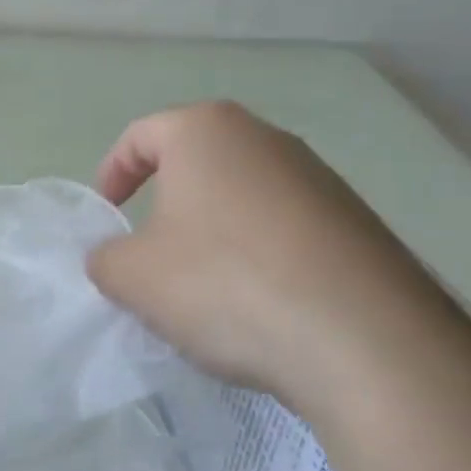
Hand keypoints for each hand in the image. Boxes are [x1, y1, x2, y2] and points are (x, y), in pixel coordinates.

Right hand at [88, 101, 469, 410]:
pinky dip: (261, 254)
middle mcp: (265, 138)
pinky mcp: (357, 221)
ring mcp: (319, 177)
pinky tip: (263, 304)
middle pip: (196, 161)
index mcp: (206, 130)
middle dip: (166, 203)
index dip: (113, 173)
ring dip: (215, 231)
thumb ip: (105, 258)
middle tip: (152, 254)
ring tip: (208, 288)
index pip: (141, 135)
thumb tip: (115, 258)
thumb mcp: (134, 276)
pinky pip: (286, 227)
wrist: (365, 340)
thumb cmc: (226, 284)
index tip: (108, 217)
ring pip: (243, 195)